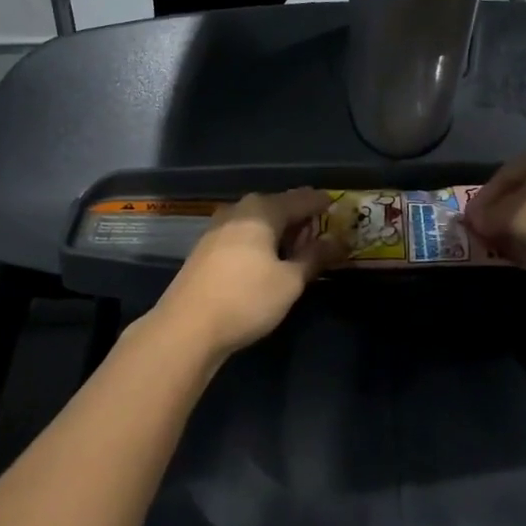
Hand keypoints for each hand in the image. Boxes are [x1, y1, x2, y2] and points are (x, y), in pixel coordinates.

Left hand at [154, 189, 345, 358]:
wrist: (187, 327)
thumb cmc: (246, 299)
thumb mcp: (290, 281)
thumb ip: (315, 257)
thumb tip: (338, 241)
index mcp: (262, 210)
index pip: (301, 199)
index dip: (322, 204)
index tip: (339, 208)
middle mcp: (238, 210)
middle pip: (277, 206)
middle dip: (300, 218)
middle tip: (321, 234)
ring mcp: (217, 228)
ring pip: (257, 221)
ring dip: (279, 231)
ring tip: (297, 249)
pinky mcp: (205, 249)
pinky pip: (242, 235)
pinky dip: (260, 241)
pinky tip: (267, 260)